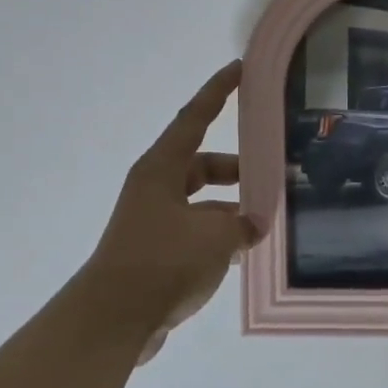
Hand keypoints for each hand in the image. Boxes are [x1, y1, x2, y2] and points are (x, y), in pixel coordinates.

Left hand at [83, 61, 265, 365]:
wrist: (114, 319)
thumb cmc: (164, 261)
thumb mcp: (216, 235)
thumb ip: (242, 222)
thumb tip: (251, 225)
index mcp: (161, 169)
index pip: (195, 118)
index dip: (218, 91)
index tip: (239, 68)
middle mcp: (154, 188)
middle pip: (202, 165)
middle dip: (237, 170)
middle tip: (273, 177)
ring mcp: (152, 221)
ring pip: (201, 202)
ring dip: (231, 209)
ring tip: (265, 224)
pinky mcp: (154, 252)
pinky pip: (194, 232)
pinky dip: (218, 237)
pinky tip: (243, 255)